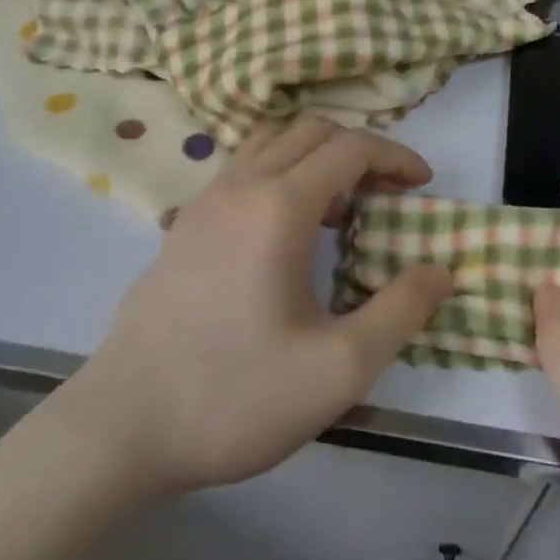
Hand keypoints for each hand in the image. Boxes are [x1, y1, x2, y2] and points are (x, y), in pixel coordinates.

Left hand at [66, 120, 454, 499]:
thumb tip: (441, 271)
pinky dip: (282, 170)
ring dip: (317, 155)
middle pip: (314, 131)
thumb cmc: (234, 396)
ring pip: (274, 141)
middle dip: (361, 150)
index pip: (352, 147)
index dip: (396, 156)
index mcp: (281, 205)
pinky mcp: (184, 222)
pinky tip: (286, 229)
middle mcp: (243, 184)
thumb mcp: (337, 370)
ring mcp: (206, 199)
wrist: (119, 429)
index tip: (423, 184)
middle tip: (388, 192)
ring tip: (340, 206)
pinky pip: (245, 166)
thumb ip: (399, 313)